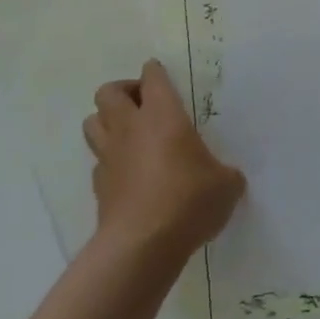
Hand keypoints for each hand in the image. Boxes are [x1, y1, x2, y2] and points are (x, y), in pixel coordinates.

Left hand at [84, 60, 245, 259]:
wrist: (142, 246)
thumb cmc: (188, 200)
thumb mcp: (225, 185)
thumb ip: (226, 174)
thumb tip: (227, 178)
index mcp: (162, 114)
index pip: (152, 77)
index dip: (155, 72)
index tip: (160, 75)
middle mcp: (130, 128)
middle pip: (108, 92)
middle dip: (123, 92)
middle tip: (143, 105)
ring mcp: (109, 157)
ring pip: (92, 123)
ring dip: (107, 121)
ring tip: (129, 134)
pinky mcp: (98, 187)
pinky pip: (98, 162)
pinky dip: (109, 161)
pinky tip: (128, 174)